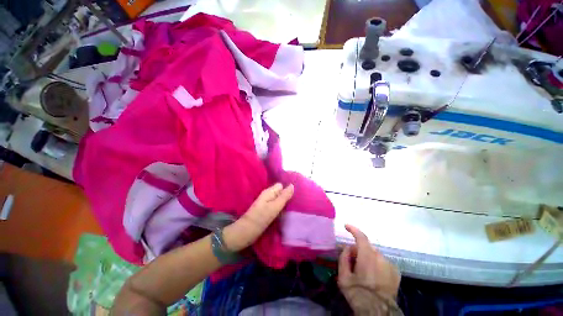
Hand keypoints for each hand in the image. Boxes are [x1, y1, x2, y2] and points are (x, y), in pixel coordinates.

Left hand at [223, 183, 293, 251]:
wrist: (245, 232)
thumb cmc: (260, 218)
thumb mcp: (274, 207)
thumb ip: (284, 196)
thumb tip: (292, 185)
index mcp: (269, 192)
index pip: (281, 185)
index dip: (288, 189)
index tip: (296, 195)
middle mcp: (267, 195)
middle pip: (280, 192)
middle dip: (287, 196)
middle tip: (296, 203)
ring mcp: (266, 203)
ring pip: (278, 199)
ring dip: (284, 203)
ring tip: (293, 208)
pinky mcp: (265, 211)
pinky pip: (275, 206)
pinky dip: (280, 208)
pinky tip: (286, 213)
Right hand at [338, 224, 400, 314]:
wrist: (378, 312)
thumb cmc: (358, 294)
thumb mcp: (343, 277)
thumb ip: (343, 257)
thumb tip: (347, 248)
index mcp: (367, 257)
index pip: (361, 237)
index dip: (353, 229)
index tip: (346, 226)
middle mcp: (380, 257)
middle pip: (367, 246)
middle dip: (358, 249)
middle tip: (351, 259)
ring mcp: (390, 265)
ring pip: (375, 254)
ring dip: (367, 257)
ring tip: (362, 270)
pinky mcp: (396, 273)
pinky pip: (383, 262)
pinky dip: (376, 263)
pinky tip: (373, 275)